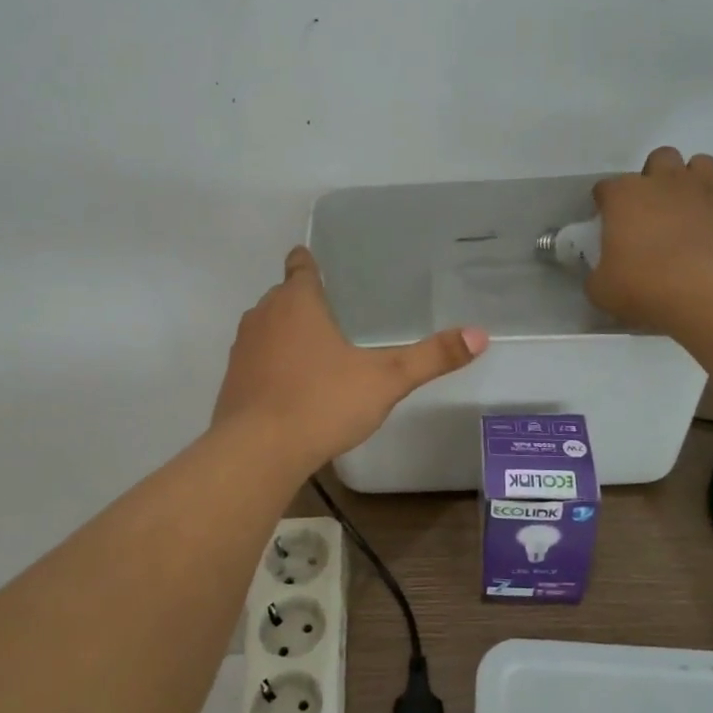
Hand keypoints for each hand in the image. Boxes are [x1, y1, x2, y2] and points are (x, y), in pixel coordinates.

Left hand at [213, 246, 487, 471]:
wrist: (257, 451)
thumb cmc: (322, 402)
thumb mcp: (386, 380)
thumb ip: (431, 357)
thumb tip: (480, 334)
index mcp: (297, 302)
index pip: (300, 266)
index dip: (308, 262)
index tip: (314, 260)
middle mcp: (264, 316)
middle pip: (282, 297)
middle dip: (303, 301)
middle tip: (334, 312)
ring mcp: (243, 349)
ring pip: (266, 328)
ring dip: (286, 333)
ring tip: (316, 350)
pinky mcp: (232, 381)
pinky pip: (256, 360)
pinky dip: (272, 364)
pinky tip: (293, 387)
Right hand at [586, 148, 712, 327]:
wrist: (712, 294)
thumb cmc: (647, 288)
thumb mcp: (602, 290)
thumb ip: (597, 274)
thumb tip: (602, 274)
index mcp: (625, 197)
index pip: (606, 188)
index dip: (606, 204)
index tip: (609, 224)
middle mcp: (666, 180)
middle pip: (659, 159)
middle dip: (656, 178)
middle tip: (656, 210)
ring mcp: (708, 186)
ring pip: (701, 163)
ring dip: (695, 181)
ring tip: (693, 209)